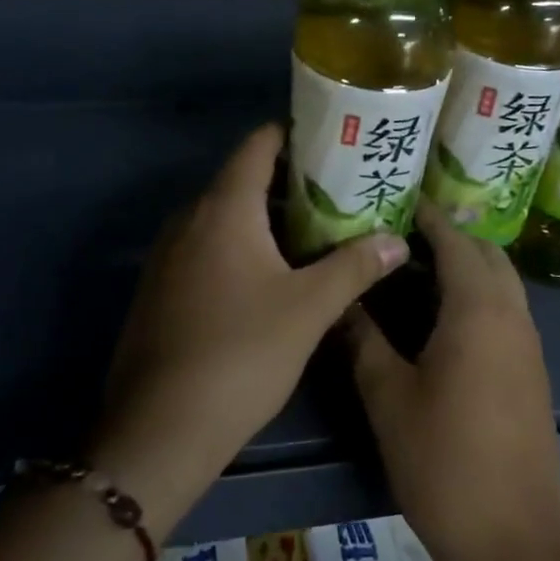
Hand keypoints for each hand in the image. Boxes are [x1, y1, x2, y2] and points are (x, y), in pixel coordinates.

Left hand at [90, 124, 408, 534]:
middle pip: (242, 180)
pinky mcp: (161, 288)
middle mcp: (189, 219)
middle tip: (341, 192)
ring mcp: (168, 255)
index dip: (295, 134)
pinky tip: (271, 276)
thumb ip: (355, 267)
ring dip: (266, 219)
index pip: (258, 144)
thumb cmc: (242, 354)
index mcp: (223, 209)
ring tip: (316, 232)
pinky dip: (240, 246)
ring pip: (224, 218)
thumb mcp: (309, 309)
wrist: (161, 426)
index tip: (335, 141)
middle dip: (291, 182)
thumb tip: (398, 240)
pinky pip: (206, 248)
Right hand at [344, 203, 559, 560]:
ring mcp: (529, 346)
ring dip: (465, 267)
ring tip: (412, 272)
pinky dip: (477, 297)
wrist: (511, 538)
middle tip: (398, 238)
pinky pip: (506, 312)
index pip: (455, 240)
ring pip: (501, 283)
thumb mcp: (388, 396)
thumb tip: (342, 299)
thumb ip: (363, 338)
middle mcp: (513, 315)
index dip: (426, 216)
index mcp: (478, 310)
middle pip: (486, 253)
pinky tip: (438, 320)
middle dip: (448, 237)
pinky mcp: (531, 373)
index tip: (393, 201)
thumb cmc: (442, 460)